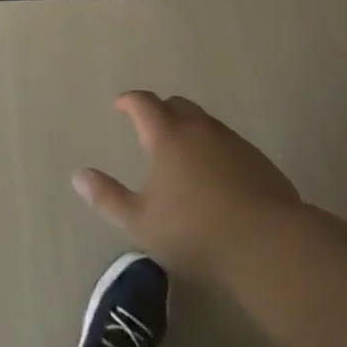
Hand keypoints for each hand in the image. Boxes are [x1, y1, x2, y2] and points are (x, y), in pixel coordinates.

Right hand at [74, 91, 300, 283]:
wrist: (269, 245)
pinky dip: (216, 150)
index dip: (130, 101)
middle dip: (161, 111)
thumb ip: (107, 197)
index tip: (121, 106)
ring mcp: (233, 142)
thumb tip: (77, 175)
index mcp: (167, 136)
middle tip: (151, 128)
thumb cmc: (196, 232)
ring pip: (205, 123)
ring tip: (184, 155)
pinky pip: (229, 143)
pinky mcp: (259, 161)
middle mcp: (199, 129)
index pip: (144, 103)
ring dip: (190, 130)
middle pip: (177, 105)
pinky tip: (217, 177)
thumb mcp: (141, 222)